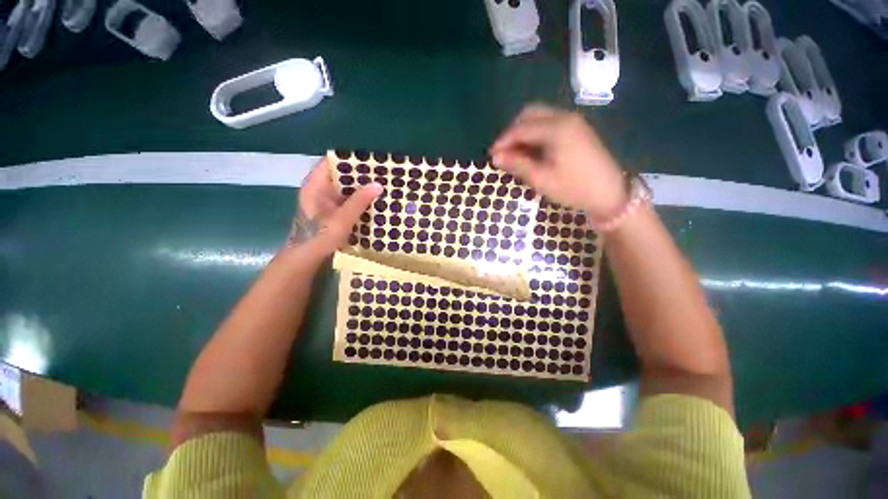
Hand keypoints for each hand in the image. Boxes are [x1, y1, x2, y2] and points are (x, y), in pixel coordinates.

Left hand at [288, 158, 381, 258]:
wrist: (307, 258)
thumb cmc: (320, 236)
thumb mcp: (342, 218)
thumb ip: (359, 201)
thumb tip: (378, 184)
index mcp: (316, 185)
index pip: (332, 162)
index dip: (350, 160)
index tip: (371, 161)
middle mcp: (320, 189)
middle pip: (341, 174)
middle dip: (360, 175)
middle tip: (382, 174)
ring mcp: (326, 200)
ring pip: (346, 188)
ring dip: (361, 188)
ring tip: (382, 185)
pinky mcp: (333, 211)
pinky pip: (348, 200)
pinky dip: (359, 200)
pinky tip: (374, 201)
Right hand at [489, 105, 626, 218]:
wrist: (609, 193)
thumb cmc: (573, 188)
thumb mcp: (542, 179)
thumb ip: (518, 164)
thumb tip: (495, 156)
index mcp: (556, 128)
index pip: (521, 128)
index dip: (503, 140)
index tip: (491, 155)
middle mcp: (565, 117)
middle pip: (530, 114)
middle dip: (513, 131)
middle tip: (504, 152)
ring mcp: (573, 121)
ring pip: (540, 117)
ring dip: (524, 131)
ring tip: (516, 153)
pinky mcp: (577, 128)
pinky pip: (550, 123)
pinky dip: (536, 133)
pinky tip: (532, 150)